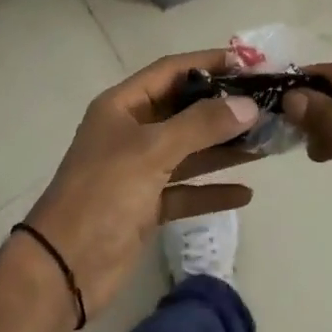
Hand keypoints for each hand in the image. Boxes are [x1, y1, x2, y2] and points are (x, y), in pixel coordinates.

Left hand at [23, 50, 258, 318]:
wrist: (64, 268)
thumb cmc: (104, 194)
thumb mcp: (152, 151)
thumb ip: (201, 125)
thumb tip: (247, 105)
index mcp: (123, 106)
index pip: (171, 70)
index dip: (208, 63)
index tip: (249, 64)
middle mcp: (131, 131)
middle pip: (183, 110)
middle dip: (223, 108)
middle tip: (267, 105)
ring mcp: (138, 170)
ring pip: (189, 150)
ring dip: (224, 148)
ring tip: (266, 143)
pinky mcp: (146, 206)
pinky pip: (186, 190)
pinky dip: (212, 190)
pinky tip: (245, 193)